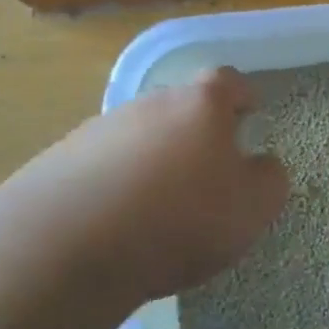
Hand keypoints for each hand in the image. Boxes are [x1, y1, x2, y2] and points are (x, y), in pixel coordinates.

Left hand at [18, 67, 290, 303]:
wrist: (68, 246)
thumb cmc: (181, 218)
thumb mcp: (253, 208)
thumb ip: (269, 179)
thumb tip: (261, 165)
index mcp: (201, 103)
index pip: (230, 82)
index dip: (244, 96)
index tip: (251, 114)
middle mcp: (150, 103)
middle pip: (182, 107)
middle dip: (197, 133)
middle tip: (209, 172)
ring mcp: (100, 128)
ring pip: (141, 136)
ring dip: (155, 159)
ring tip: (161, 205)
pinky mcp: (59, 160)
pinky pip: (104, 165)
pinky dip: (117, 183)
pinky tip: (119, 222)